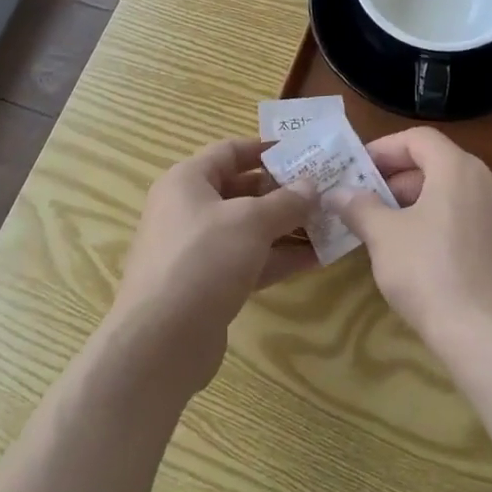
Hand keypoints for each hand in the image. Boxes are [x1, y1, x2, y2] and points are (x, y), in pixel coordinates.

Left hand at [110, 138, 318, 390]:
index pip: (230, 151)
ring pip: (248, 229)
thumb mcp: (251, 222)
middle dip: (284, 192)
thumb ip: (286, 202)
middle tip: (325, 191)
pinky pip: (248, 260)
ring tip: (330, 224)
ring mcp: (197, 250)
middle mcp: (188, 209)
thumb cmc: (203, 259)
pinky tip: (316, 258)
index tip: (304, 152)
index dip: (266, 149)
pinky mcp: (208, 285)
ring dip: (287, 227)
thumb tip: (311, 186)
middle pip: (242, 190)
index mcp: (187, 180)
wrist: (160, 341)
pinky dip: (278, 258)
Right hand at [333, 127, 491, 350]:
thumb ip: (359, 207)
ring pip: (457, 197)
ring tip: (393, 234)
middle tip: (369, 204)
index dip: (385, 149)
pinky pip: (474, 225)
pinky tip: (427, 261)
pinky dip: (447, 229)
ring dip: (422, 206)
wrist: (489, 336)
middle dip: (400, 181)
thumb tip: (338, 194)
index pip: (419, 139)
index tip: (359, 169)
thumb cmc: (429, 272)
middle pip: (439, 166)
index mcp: (459, 169)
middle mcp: (489, 184)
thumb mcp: (383, 236)